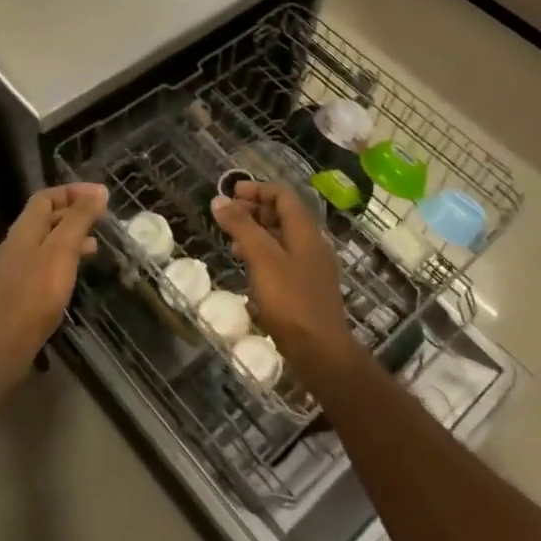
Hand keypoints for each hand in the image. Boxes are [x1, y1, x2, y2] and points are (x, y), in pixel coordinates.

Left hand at [0, 183, 107, 393]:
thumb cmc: (35, 292)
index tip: (101, 196)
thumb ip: (79, 219)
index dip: (73, 191)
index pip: (47, 196)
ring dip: (72, 237)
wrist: (4, 342)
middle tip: (102, 219)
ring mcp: (18, 267)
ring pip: (48, 241)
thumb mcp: (62, 249)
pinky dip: (65, 259)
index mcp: (26, 228)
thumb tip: (98, 192)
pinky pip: (46, 262)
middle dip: (75, 213)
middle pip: (46, 217)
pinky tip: (77, 273)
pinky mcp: (22, 289)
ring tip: (96, 246)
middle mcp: (18, 242)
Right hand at [210, 181, 352, 364]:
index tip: (230, 193)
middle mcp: (312, 244)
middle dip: (255, 210)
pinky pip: (283, 259)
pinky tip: (248, 268)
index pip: (283, 195)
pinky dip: (264, 254)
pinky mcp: (306, 289)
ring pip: (282, 238)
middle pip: (284, 214)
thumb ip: (242, 227)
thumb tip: (220, 200)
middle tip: (227, 216)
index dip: (257, 189)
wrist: (320, 351)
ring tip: (231, 240)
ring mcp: (312, 267)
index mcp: (306, 231)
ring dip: (257, 232)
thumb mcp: (262, 259)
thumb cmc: (291, 301)